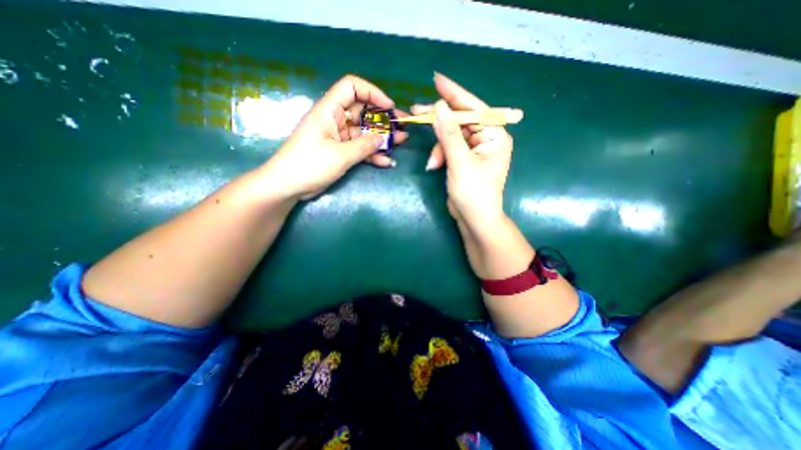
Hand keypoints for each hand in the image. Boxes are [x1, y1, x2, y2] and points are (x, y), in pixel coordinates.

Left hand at [261, 74, 406, 197]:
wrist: (289, 185)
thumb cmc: (309, 165)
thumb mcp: (339, 155)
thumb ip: (364, 146)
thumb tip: (383, 139)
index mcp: (330, 111)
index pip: (352, 87)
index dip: (372, 93)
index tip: (389, 107)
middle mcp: (335, 120)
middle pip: (363, 111)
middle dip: (383, 118)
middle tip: (402, 126)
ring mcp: (339, 138)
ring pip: (364, 132)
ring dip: (382, 138)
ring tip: (401, 142)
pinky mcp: (340, 152)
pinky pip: (360, 149)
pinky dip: (372, 154)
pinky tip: (387, 161)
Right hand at [416, 73, 516, 231]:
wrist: (474, 219)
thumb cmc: (474, 193)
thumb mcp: (460, 162)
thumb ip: (449, 134)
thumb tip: (438, 107)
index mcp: (494, 135)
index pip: (474, 108)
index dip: (454, 93)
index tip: (436, 79)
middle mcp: (487, 138)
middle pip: (460, 120)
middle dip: (439, 121)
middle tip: (416, 111)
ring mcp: (475, 149)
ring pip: (451, 136)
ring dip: (439, 147)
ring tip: (433, 163)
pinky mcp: (464, 159)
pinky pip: (449, 148)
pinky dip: (440, 155)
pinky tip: (435, 166)